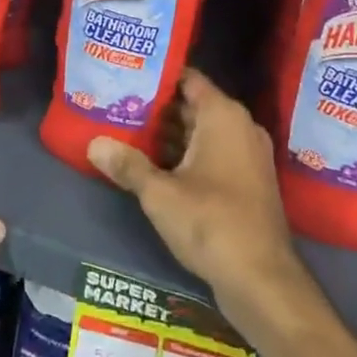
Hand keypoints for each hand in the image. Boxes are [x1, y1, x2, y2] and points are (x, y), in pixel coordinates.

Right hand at [88, 70, 308, 333]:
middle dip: (157, 108)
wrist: (262, 280)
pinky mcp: (248, 182)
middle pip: (192, 105)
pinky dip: (186, 156)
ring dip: (169, 136)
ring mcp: (248, 156)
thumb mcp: (160, 193)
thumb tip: (94, 144)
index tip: (126, 76)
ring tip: (127, 133)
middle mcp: (240, 127)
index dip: (157, 77)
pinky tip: (153, 166)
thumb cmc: (210, 222)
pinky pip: (212, 154)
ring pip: (202, 132)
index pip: (187, 79)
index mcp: (223, 115)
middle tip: (117, 106)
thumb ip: (127, 165)